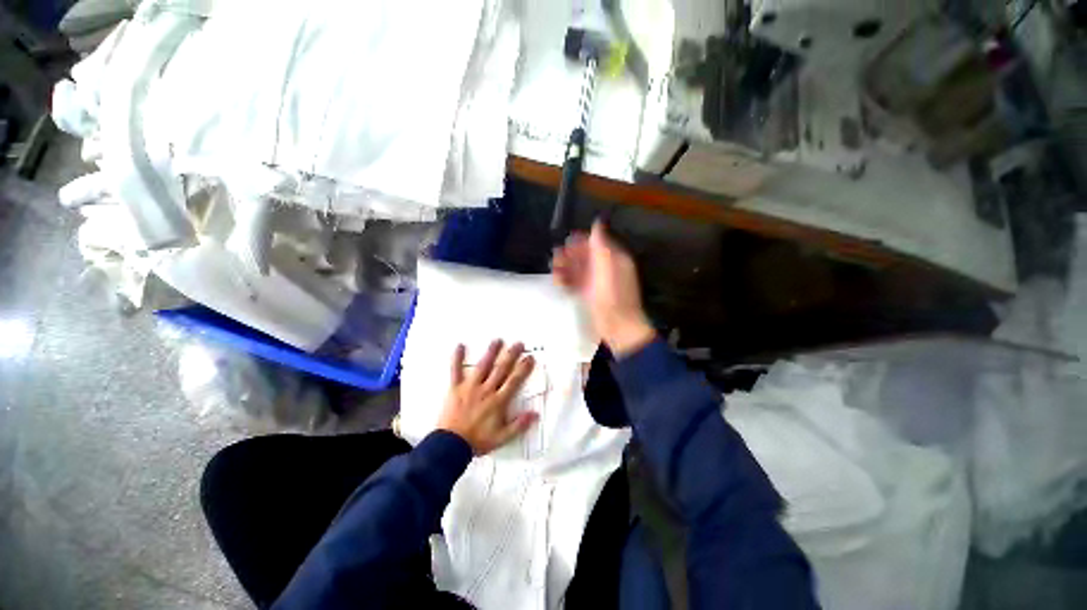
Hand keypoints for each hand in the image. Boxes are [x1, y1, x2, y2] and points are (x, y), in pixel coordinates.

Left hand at [437, 340, 537, 454]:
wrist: (451, 446)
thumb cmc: (478, 441)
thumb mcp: (502, 437)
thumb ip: (519, 425)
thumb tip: (535, 414)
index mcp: (498, 401)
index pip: (514, 381)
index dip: (523, 368)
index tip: (530, 358)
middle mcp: (486, 390)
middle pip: (501, 369)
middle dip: (511, 355)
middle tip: (518, 343)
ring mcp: (470, 387)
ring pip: (483, 366)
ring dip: (491, 352)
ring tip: (497, 340)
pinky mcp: (455, 388)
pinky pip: (456, 370)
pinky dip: (457, 358)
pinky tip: (459, 346)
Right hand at [552, 220, 655, 356]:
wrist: (617, 326)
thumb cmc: (613, 296)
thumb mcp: (608, 267)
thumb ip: (602, 245)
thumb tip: (597, 222)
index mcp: (614, 259)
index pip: (597, 243)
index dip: (582, 241)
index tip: (567, 241)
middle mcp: (605, 268)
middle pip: (586, 256)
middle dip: (571, 254)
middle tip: (555, 256)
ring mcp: (597, 282)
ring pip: (579, 269)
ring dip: (566, 267)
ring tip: (554, 269)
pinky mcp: (589, 294)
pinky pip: (576, 283)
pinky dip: (567, 280)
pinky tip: (558, 281)